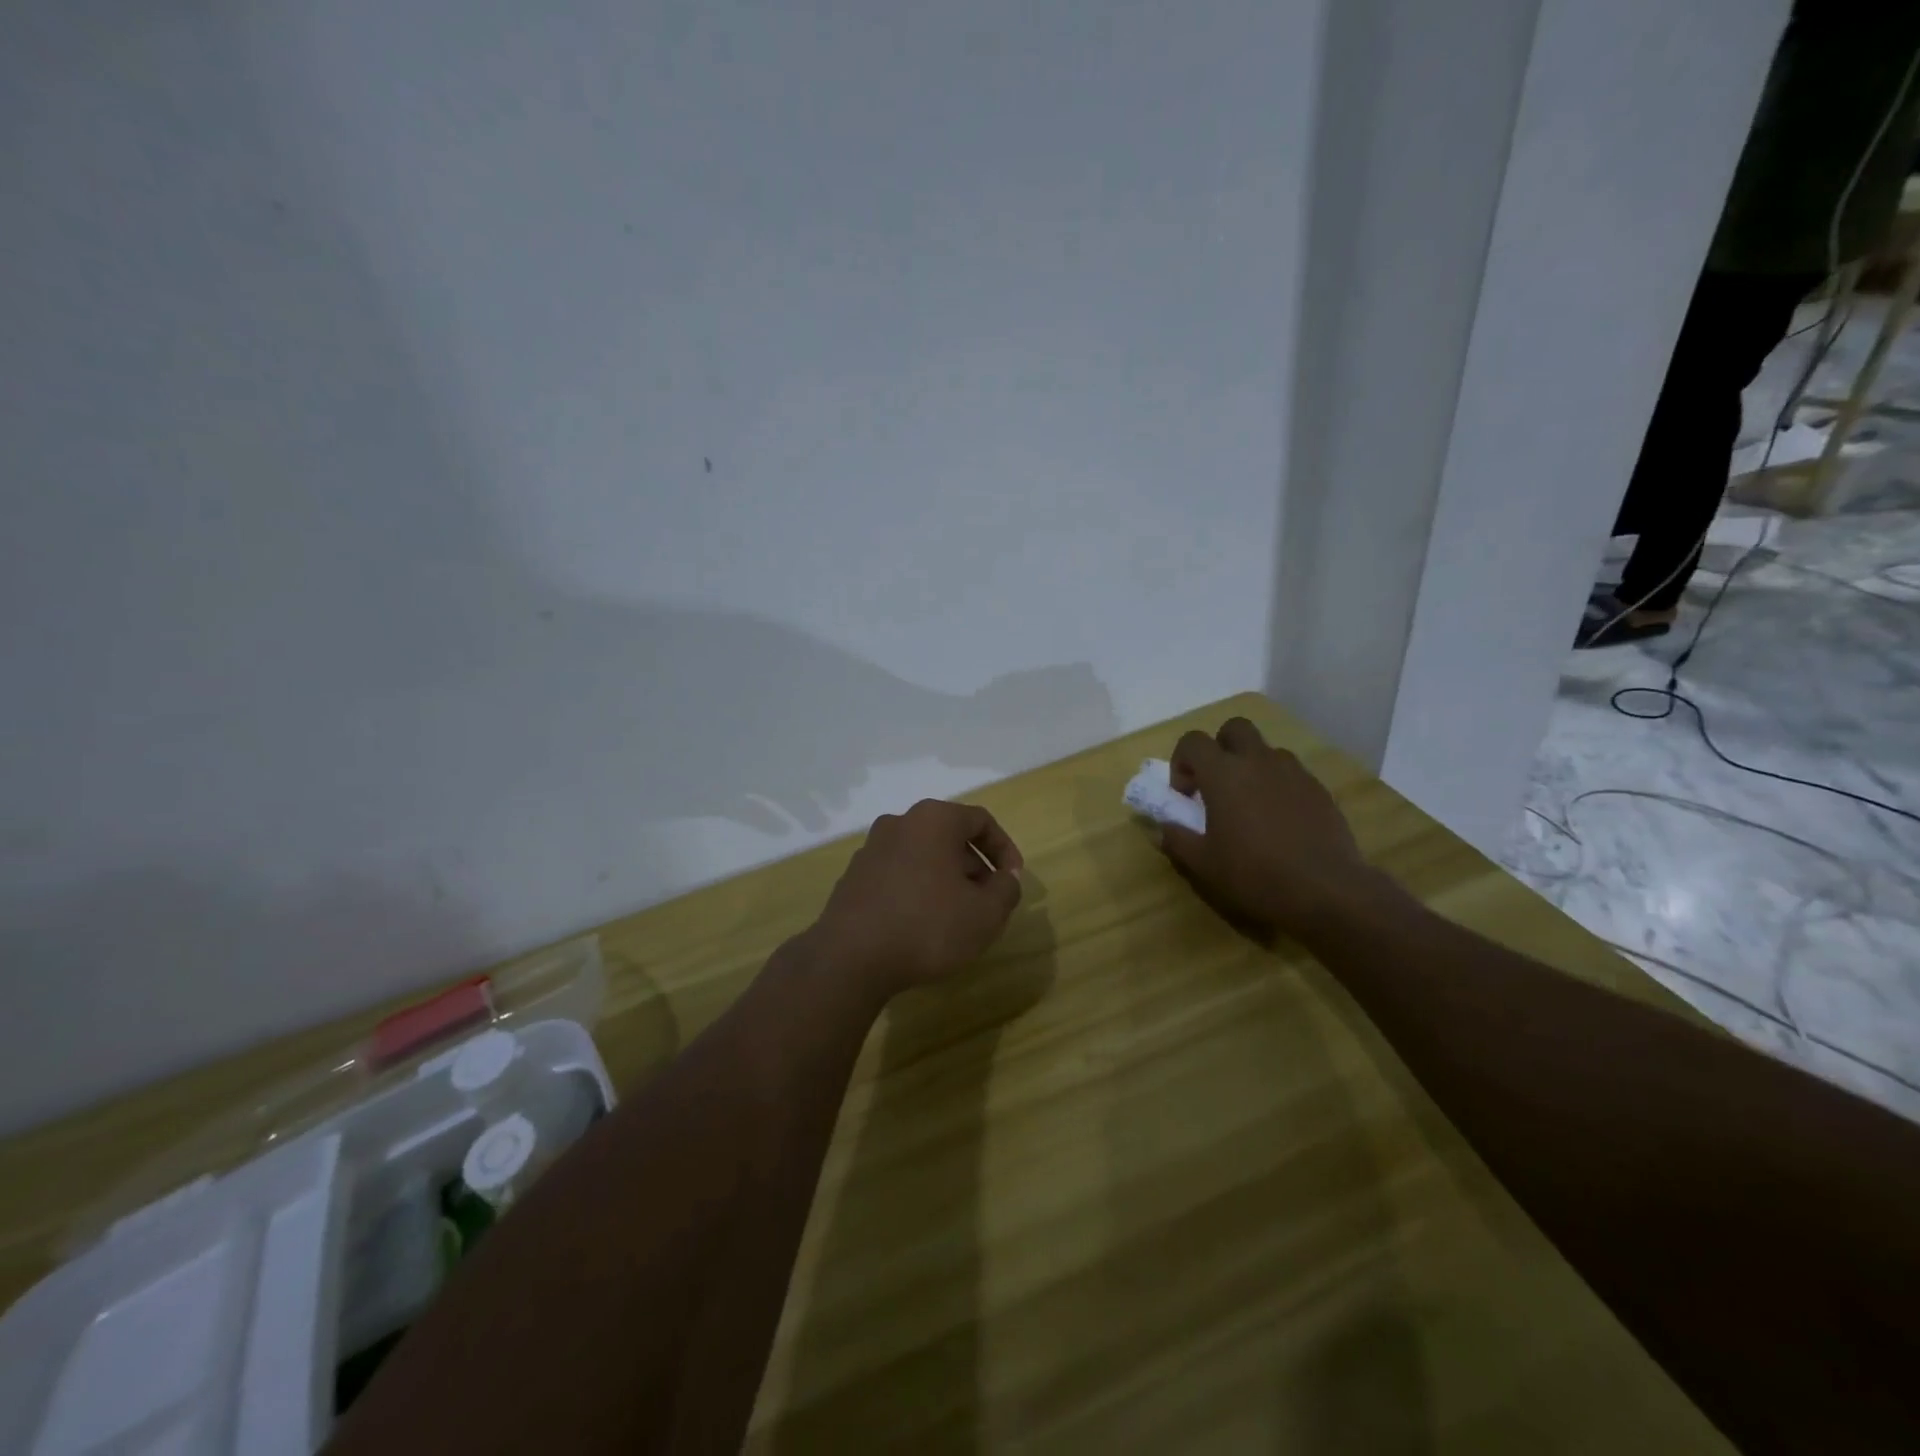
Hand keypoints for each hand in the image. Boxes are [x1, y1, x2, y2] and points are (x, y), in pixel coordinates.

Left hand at [807, 799, 1024, 997]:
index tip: (1013, 880)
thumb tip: (1005, 878)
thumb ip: (1007, 889)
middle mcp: (899, 823)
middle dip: (974, 867)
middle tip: (987, 901)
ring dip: (946, 879)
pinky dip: (917, 890)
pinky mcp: (853, 877)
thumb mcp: (985, 914)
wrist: (850, 958)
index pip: (980, 821)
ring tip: (956, 917)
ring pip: (922, 856)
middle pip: (949, 837)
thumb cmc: (927, 926)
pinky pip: (898, 874)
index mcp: (933, 819)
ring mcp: (871, 849)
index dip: (1004, 849)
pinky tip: (921, 925)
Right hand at [1156, 717, 1379, 940]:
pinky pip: (1291, 774)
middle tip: (1217, 784)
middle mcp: (1258, 761)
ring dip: (1252, 766)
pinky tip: (1280, 821)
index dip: (1181, 762)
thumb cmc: (1254, 874)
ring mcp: (1293, 773)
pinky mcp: (1319, 790)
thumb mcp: (1203, 864)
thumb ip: (1177, 839)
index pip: (1193, 741)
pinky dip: (1278, 786)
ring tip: (1250, 805)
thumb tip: (1164, 827)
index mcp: (1223, 773)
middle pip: (1235, 728)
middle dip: (1220, 747)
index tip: (1185, 794)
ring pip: (1266, 750)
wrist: (1326, 891)